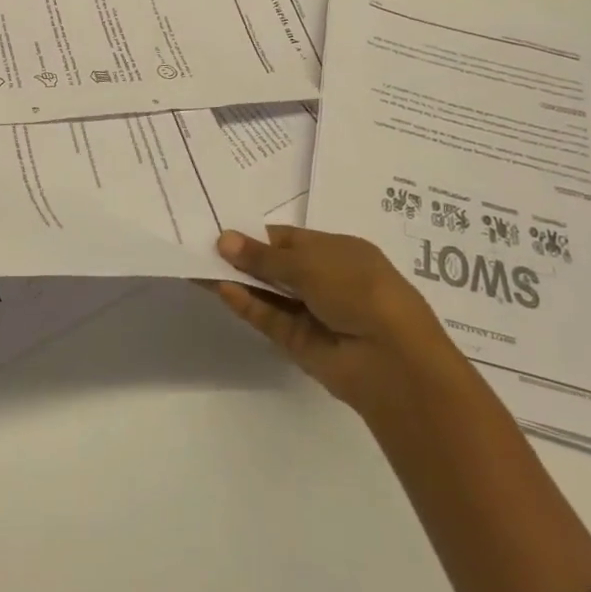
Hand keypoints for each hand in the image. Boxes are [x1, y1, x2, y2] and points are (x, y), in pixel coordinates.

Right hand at [212, 226, 453, 411]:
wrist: (393, 360)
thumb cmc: (359, 290)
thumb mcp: (310, 263)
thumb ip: (263, 256)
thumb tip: (223, 240)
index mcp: (338, 251)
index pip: (288, 239)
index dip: (255, 235)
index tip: (220, 231)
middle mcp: (325, 280)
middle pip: (274, 266)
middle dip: (241, 257)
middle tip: (200, 246)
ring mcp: (311, 312)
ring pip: (267, 293)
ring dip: (237, 280)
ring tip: (198, 266)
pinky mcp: (299, 342)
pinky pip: (268, 318)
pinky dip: (246, 304)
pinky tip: (220, 289)